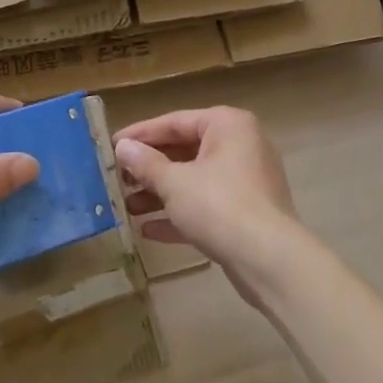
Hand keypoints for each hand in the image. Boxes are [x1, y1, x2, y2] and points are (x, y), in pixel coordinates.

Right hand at [114, 106, 299, 304]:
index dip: (141, 134)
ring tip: (128, 207)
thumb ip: (146, 164)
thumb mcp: (175, 183)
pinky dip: (181, 214)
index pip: (175, 121)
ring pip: (195, 180)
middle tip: (118, 179)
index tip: (111, 145)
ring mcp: (246, 180)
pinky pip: (207, 205)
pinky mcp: (247, 213)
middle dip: (150, 168)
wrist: (270, 261)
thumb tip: (123, 147)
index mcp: (227, 125)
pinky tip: (148, 230)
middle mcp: (240, 145)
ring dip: (161, 193)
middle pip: (185, 150)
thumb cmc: (219, 206)